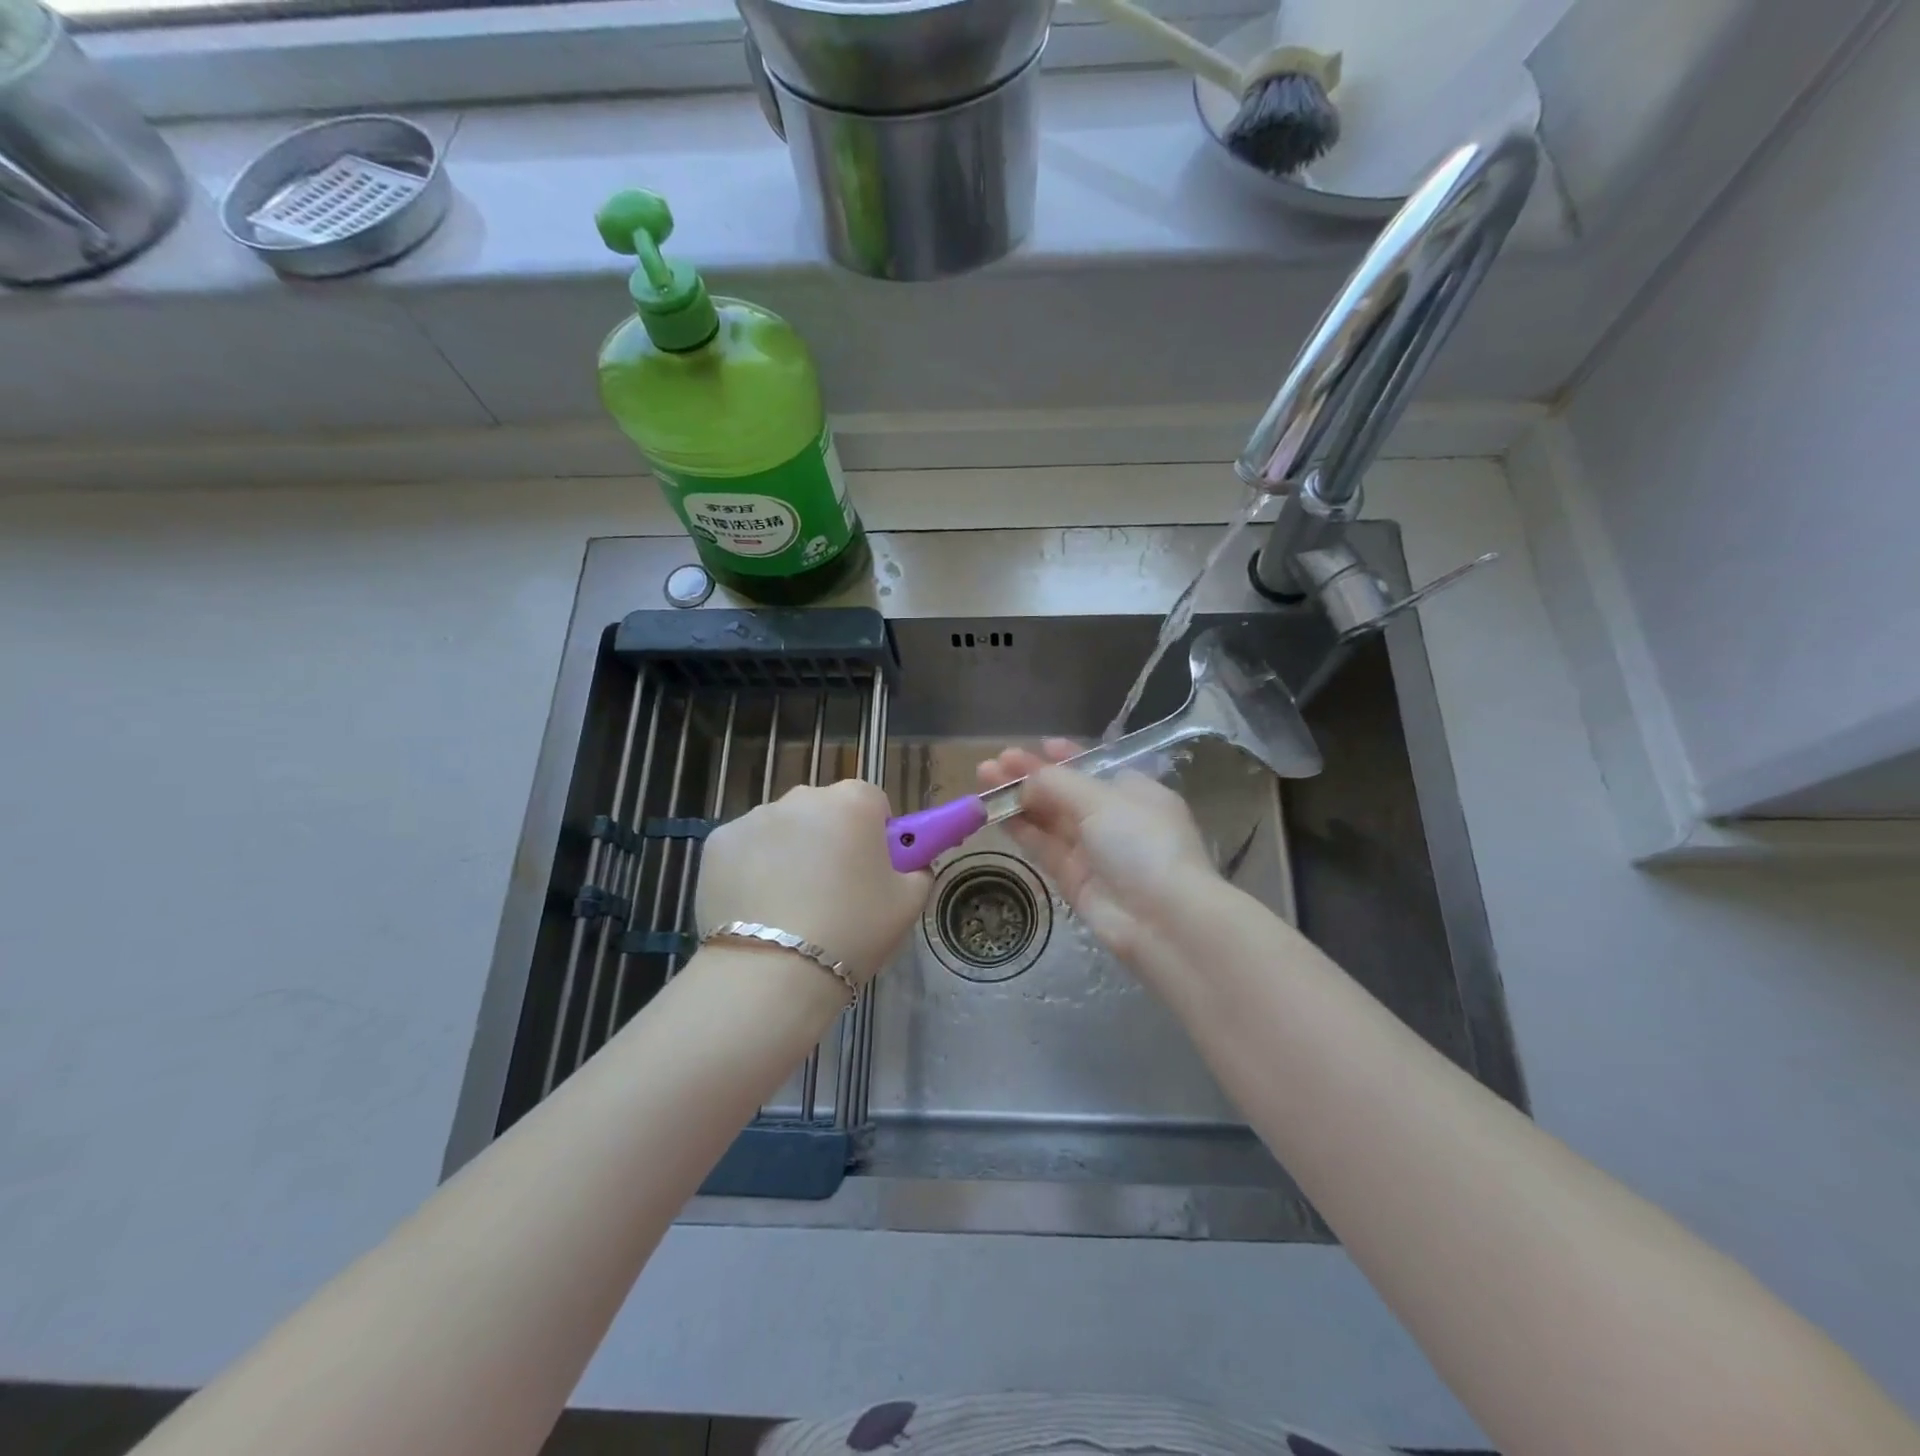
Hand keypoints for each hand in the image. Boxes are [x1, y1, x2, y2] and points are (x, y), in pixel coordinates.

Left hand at [696, 779, 930, 986]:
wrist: (773, 971)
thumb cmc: (852, 931)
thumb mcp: (908, 904)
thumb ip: (918, 870)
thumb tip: (910, 864)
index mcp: (853, 802)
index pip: (872, 801)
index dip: (875, 834)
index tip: (872, 869)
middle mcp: (803, 797)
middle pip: (825, 811)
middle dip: (831, 839)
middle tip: (834, 891)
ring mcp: (755, 817)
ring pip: (783, 829)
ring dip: (790, 853)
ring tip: (791, 907)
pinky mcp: (717, 842)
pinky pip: (747, 849)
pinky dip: (752, 868)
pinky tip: (758, 908)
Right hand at [977, 739, 1217, 969]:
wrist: (1163, 919)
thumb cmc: (1141, 843)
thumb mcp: (1102, 800)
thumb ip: (1058, 783)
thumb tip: (1025, 776)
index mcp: (1135, 793)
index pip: (1094, 769)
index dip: (1064, 757)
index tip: (1036, 746)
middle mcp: (1115, 820)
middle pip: (1065, 793)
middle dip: (1030, 776)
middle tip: (992, 764)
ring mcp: (1094, 852)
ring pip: (1049, 819)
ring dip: (1018, 799)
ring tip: (983, 779)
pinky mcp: (1075, 880)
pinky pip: (1043, 847)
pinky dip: (1021, 829)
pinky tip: (994, 813)